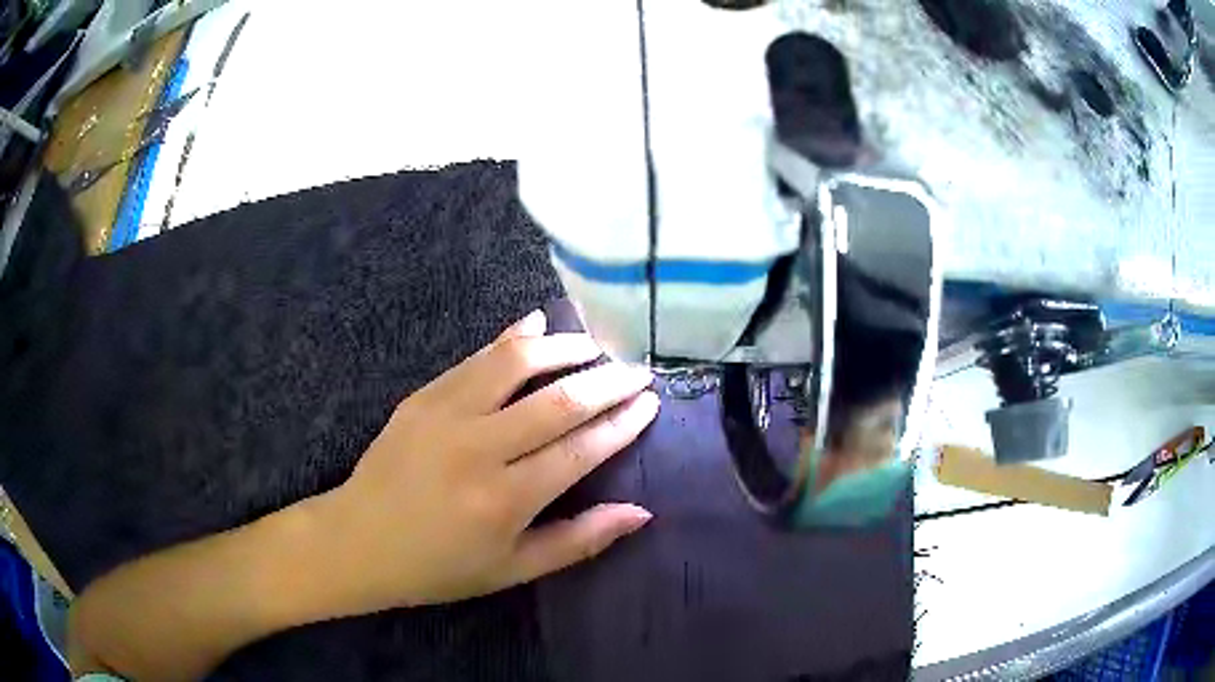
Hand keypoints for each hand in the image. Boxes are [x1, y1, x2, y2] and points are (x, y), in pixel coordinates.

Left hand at [309, 308, 659, 613]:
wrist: (358, 541)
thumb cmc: (438, 567)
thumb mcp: (512, 570)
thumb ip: (578, 541)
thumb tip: (641, 512)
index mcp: (505, 500)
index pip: (581, 449)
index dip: (622, 423)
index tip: (651, 402)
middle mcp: (479, 449)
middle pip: (559, 401)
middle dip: (608, 381)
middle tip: (638, 370)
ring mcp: (445, 414)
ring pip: (517, 363)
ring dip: (564, 347)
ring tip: (594, 346)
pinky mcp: (423, 396)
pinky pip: (476, 357)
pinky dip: (511, 337)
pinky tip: (536, 324)